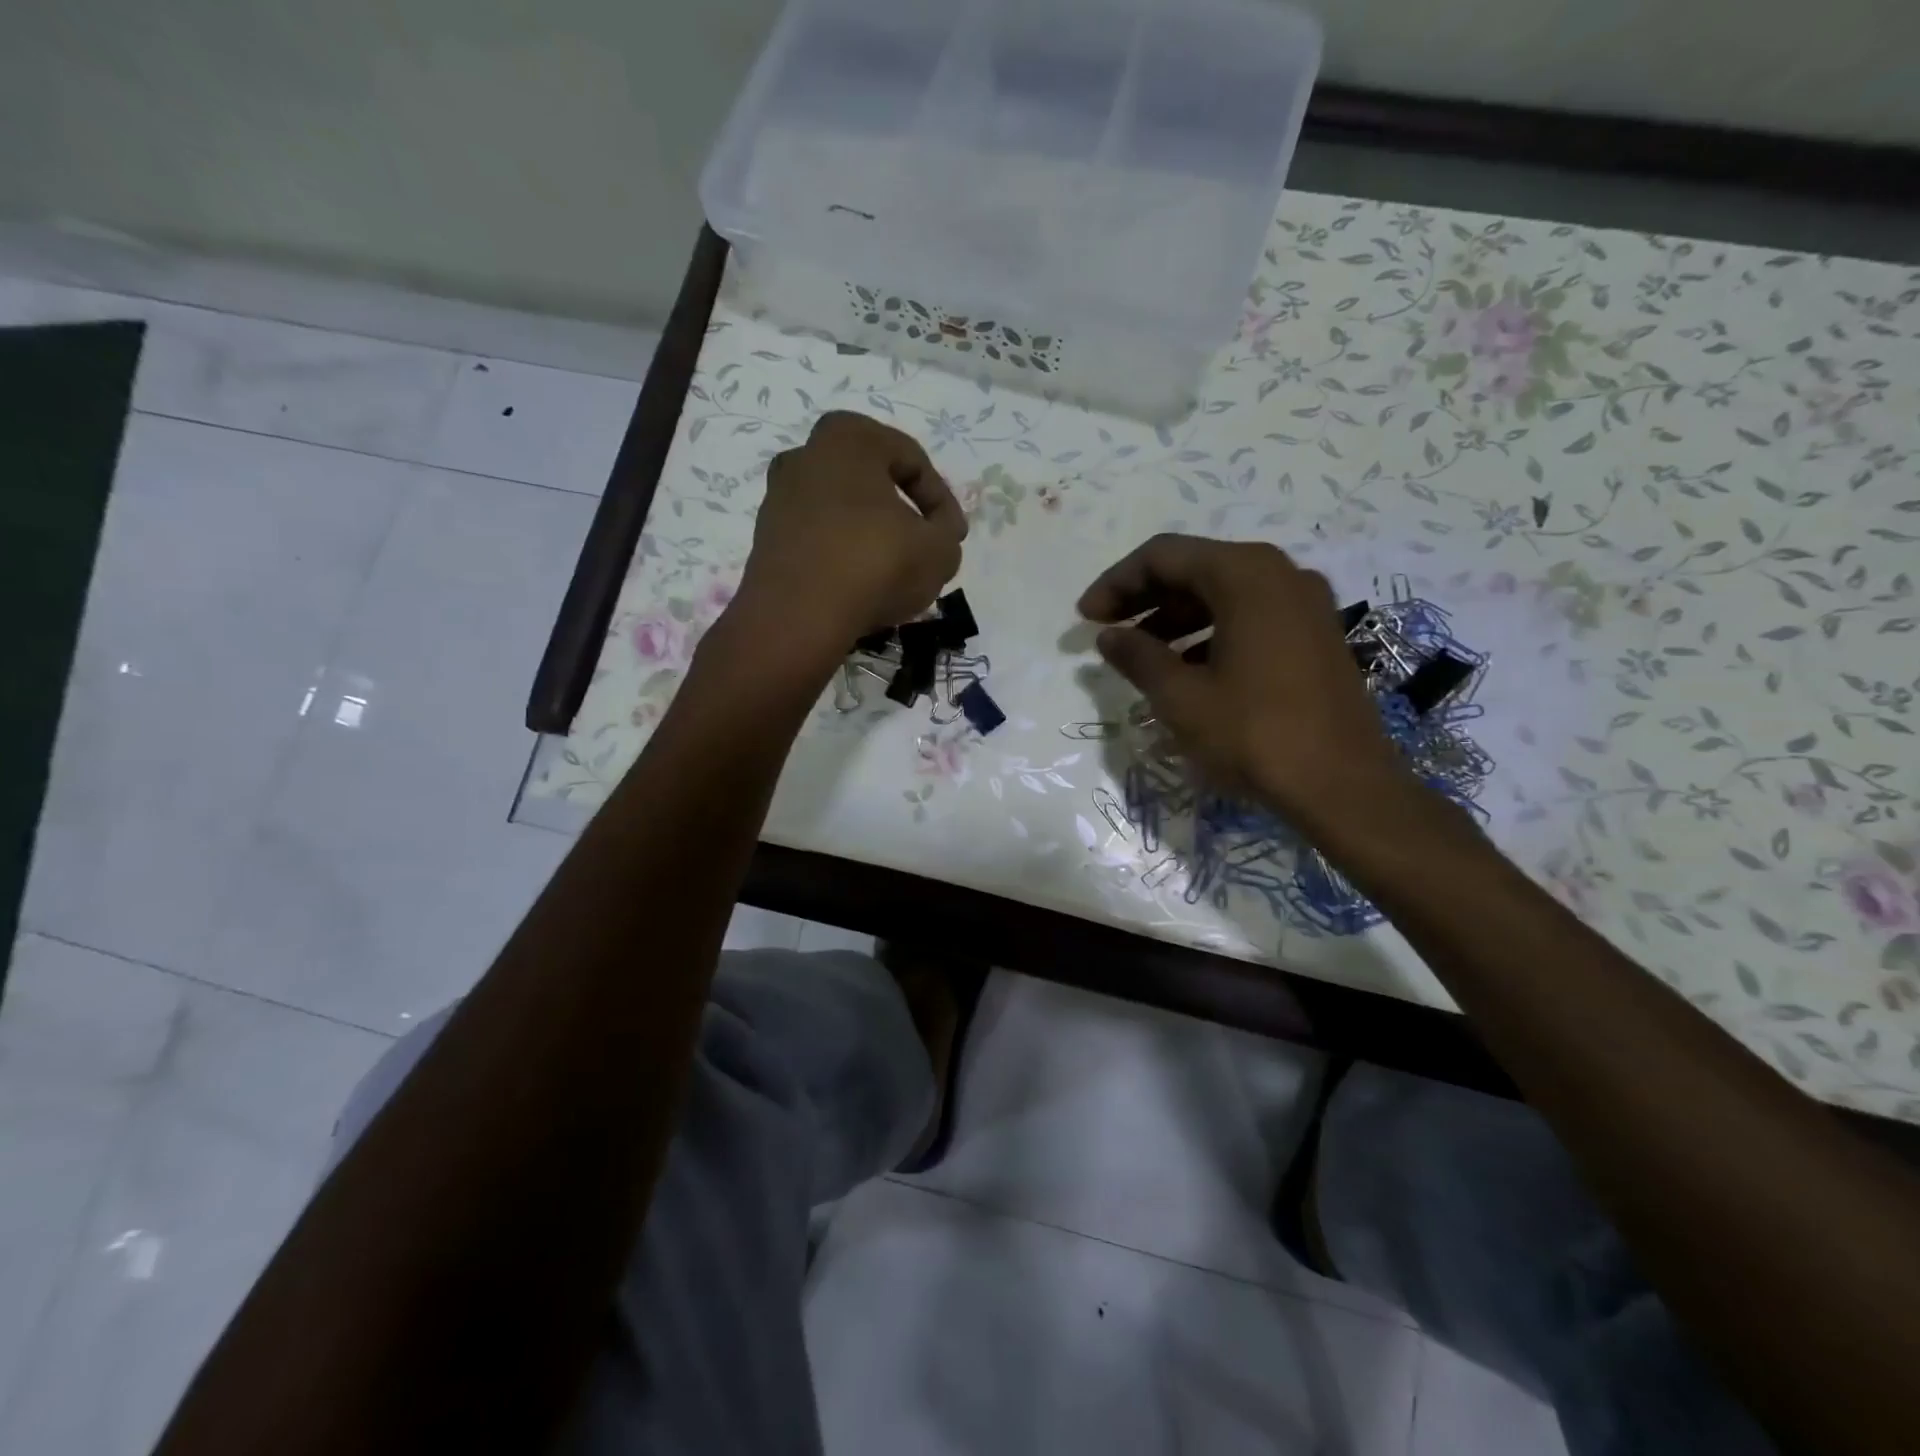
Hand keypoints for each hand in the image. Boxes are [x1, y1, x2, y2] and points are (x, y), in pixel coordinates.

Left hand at [739, 411, 965, 645]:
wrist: (798, 617)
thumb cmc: (875, 565)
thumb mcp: (940, 549)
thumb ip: (947, 530)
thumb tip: (938, 528)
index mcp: (849, 437)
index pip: (911, 459)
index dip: (942, 500)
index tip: (954, 537)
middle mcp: (805, 455)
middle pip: (870, 480)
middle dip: (901, 511)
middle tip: (923, 545)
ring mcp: (779, 497)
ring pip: (841, 510)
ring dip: (869, 534)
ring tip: (891, 571)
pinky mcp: (765, 539)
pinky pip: (818, 538)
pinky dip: (840, 554)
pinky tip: (858, 585)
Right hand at [1078, 534, 1415, 826]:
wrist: (1344, 786)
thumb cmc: (1254, 734)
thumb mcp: (1181, 697)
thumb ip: (1138, 656)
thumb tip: (1108, 636)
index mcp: (1245, 575)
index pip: (1163, 556)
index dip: (1116, 583)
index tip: (1085, 618)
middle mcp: (1280, 574)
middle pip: (1195, 568)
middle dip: (1144, 598)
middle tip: (1106, 632)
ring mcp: (1305, 604)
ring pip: (1223, 594)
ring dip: (1174, 617)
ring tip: (1140, 654)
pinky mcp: (1315, 635)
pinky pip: (1250, 616)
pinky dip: (1209, 632)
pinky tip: (1186, 668)